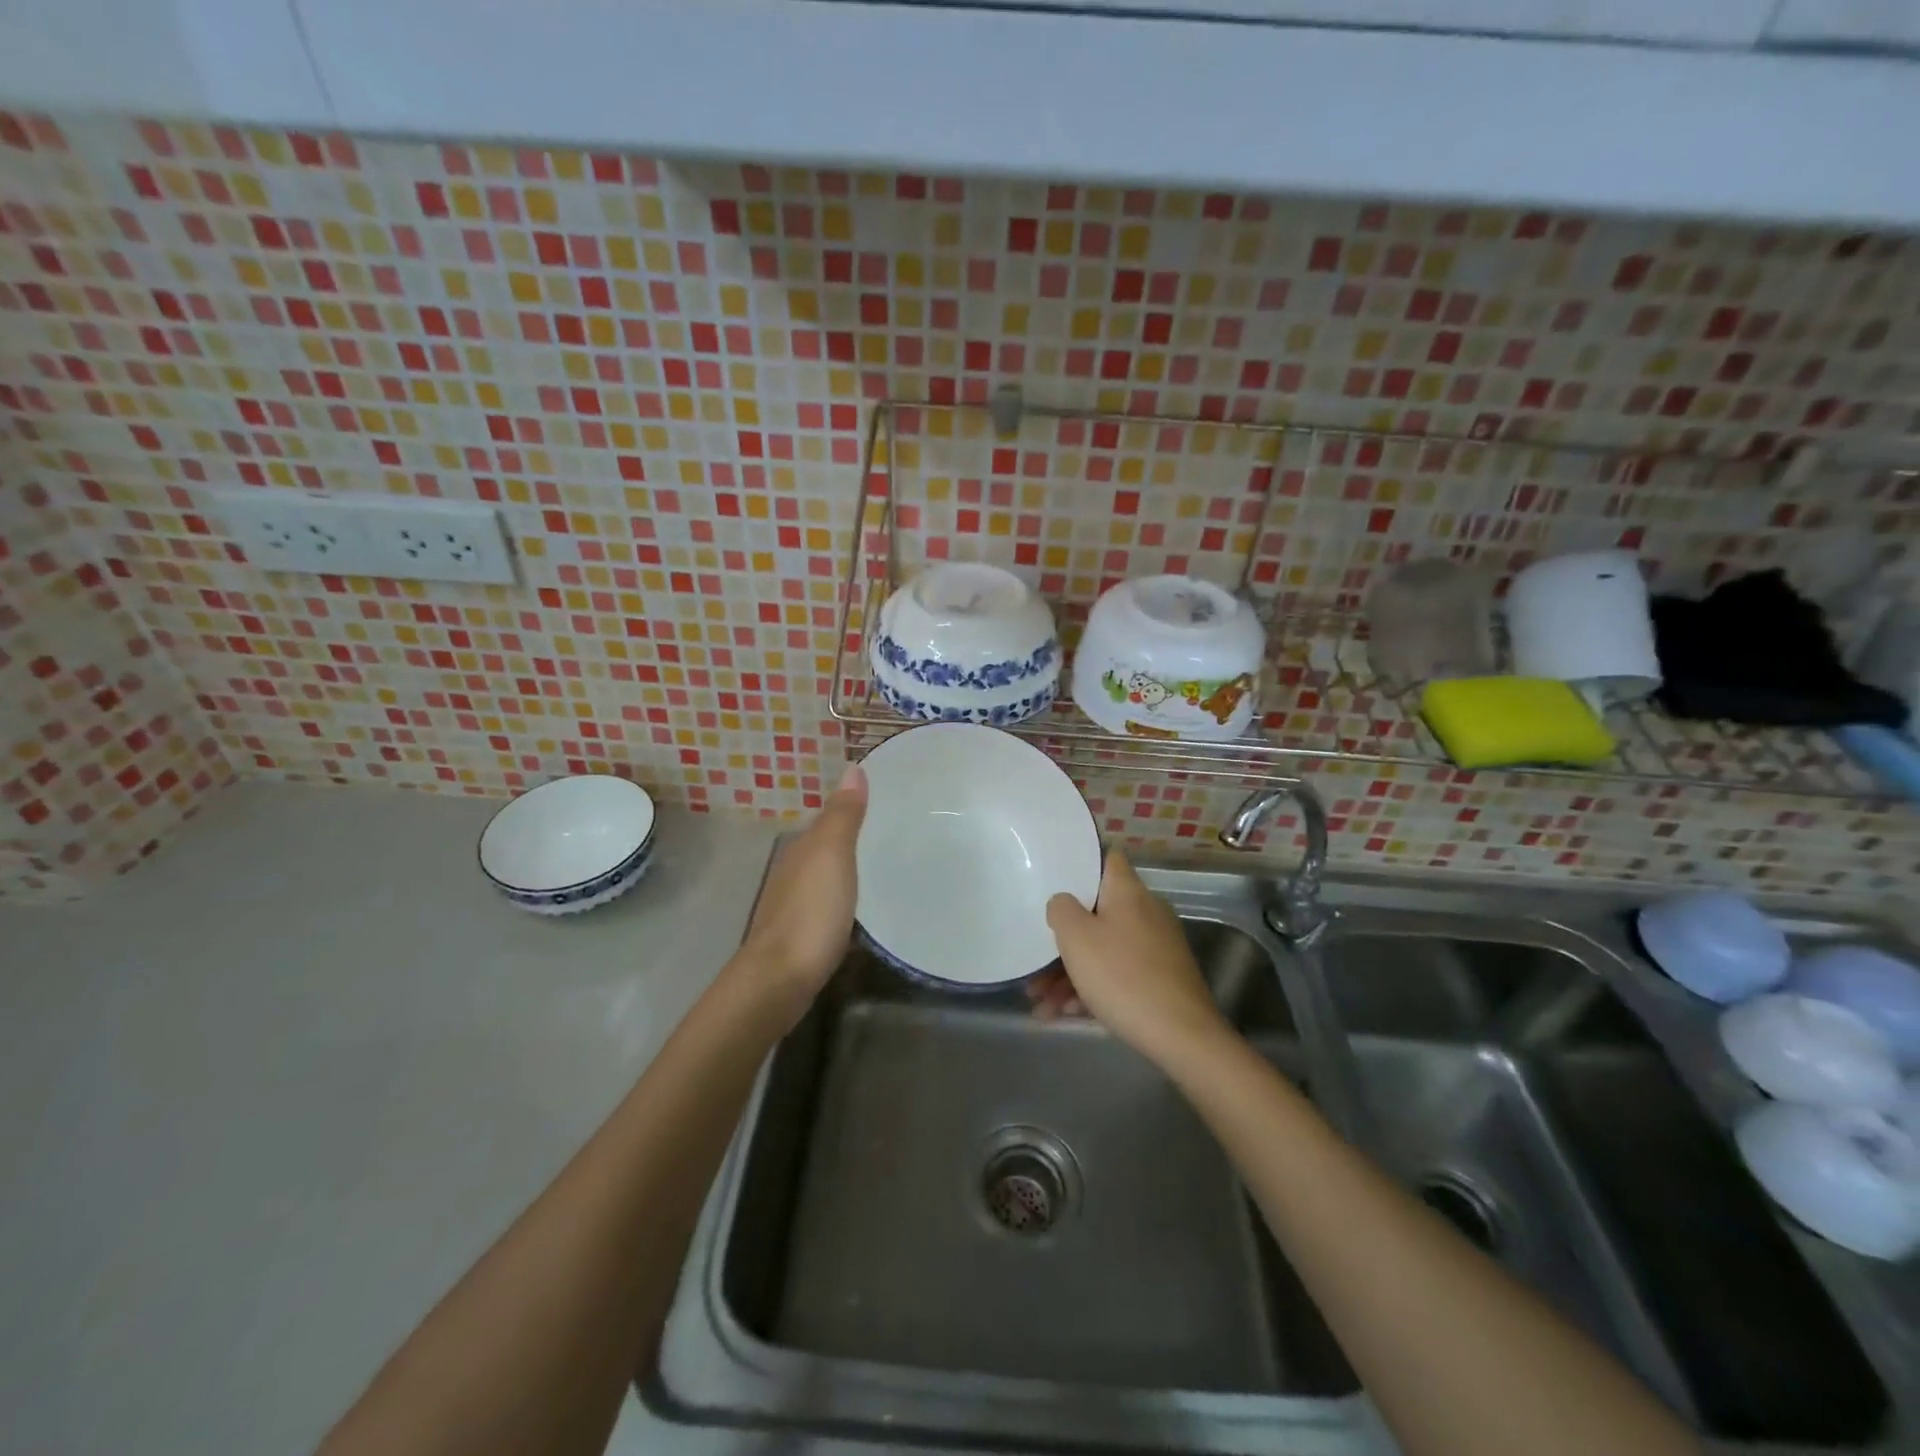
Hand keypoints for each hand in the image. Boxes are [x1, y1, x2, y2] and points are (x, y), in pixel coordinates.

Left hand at [735, 764, 867, 1016]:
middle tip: (885, 834)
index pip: (825, 820)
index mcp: (801, 849)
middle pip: (821, 848)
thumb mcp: (832, 854)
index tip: (879, 804)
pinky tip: (853, 908)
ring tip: (875, 868)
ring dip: (841, 870)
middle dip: (846, 839)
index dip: (848, 810)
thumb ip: (843, 815)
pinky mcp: (798, 938)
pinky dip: (837, 899)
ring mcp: (792, 907)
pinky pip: (822, 905)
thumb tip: (852, 766)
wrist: (780, 978)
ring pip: (820, 877)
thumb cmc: (811, 910)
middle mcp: (791, 872)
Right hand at [1042, 848, 1231, 1065]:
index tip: (1054, 880)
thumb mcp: (1077, 938)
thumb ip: (1061, 909)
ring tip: (1040, 1002)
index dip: (1081, 864)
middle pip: (1097, 911)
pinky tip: (1066, 1013)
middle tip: (1035, 962)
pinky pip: (1118, 972)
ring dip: (1070, 971)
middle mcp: (1145, 911)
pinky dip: (1092, 988)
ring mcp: (1156, 946)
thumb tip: (1063, 902)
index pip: (1107, 858)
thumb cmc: (1122, 976)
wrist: (1181, 1035)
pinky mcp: (1160, 977)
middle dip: (1064, 937)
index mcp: (1128, 891)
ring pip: (1104, 947)